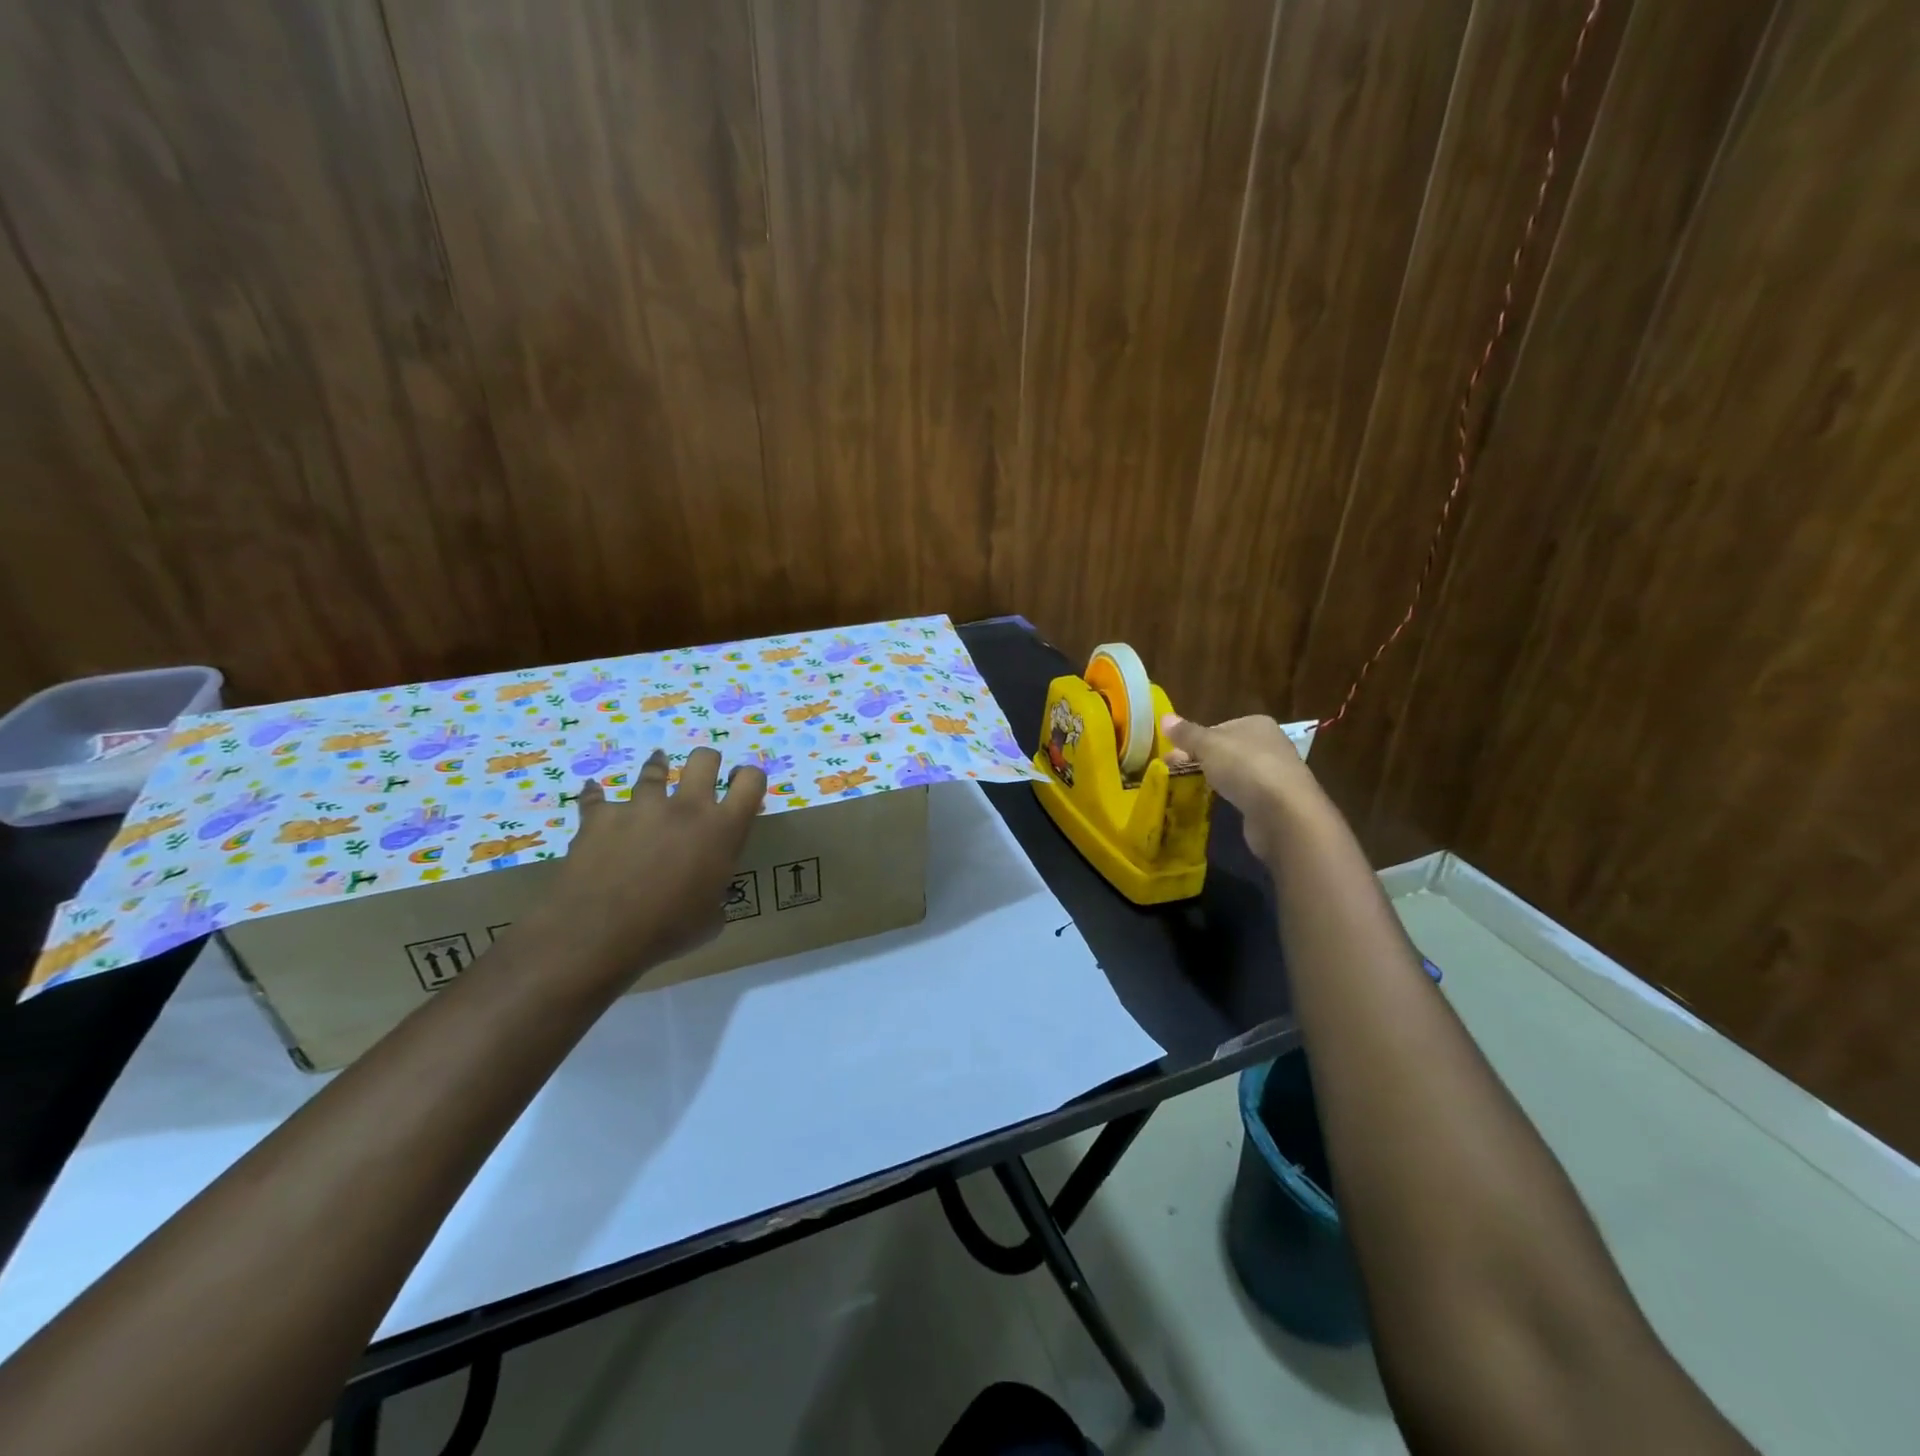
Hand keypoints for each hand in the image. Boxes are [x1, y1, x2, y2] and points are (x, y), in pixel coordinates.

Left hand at [546, 747, 767, 970]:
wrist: (599, 934)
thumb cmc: (667, 930)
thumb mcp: (711, 919)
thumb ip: (716, 894)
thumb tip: (709, 895)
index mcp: (722, 830)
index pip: (751, 781)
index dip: (749, 778)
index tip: (740, 786)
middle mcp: (686, 808)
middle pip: (704, 759)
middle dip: (706, 762)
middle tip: (702, 776)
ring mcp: (642, 807)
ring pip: (654, 769)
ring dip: (657, 769)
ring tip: (657, 768)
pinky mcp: (601, 815)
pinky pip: (597, 796)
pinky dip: (597, 796)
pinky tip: (595, 793)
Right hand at [1160, 713, 1316, 862]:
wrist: (1284, 813)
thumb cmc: (1245, 768)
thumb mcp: (1208, 745)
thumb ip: (1186, 733)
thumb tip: (1164, 716)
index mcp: (1256, 724)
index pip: (1220, 726)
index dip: (1195, 738)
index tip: (1173, 753)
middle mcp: (1270, 744)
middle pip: (1227, 749)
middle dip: (1201, 758)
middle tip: (1174, 770)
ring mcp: (1275, 774)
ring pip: (1236, 771)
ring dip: (1216, 778)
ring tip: (1190, 788)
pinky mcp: (1275, 801)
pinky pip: (1245, 793)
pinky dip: (1231, 796)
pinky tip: (1219, 803)